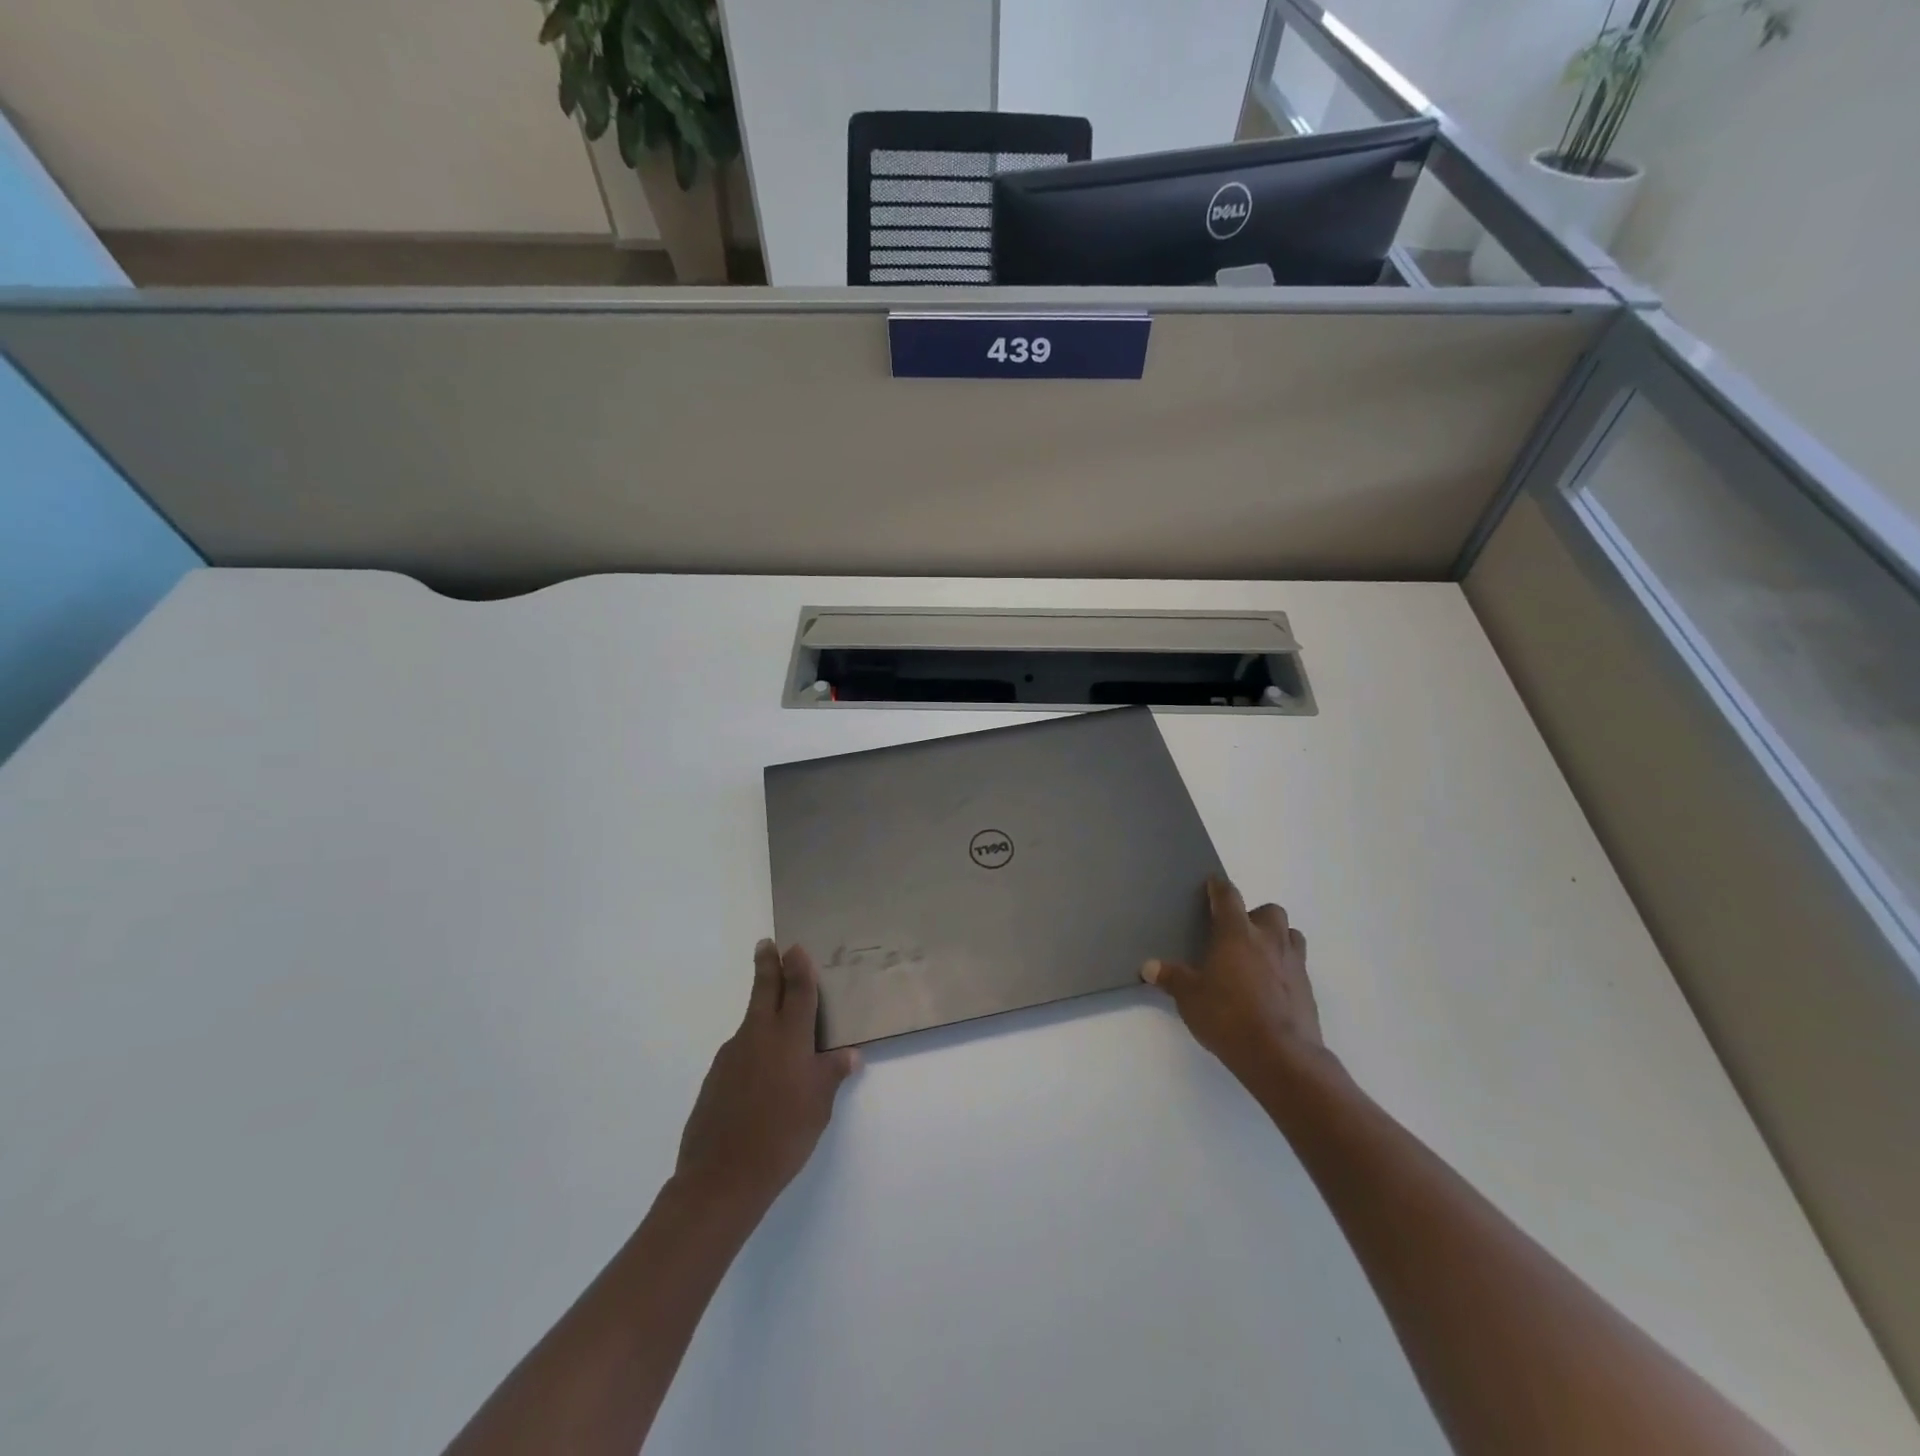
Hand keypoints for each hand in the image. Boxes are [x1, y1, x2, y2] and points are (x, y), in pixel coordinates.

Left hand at [675, 941, 860, 1214]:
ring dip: (761, 1008)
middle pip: (764, 990)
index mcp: (788, 1037)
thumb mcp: (818, 1106)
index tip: (794, 946)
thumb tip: (849, 1054)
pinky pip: (740, 1050)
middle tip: (767, 944)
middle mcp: (758, 1036)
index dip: (797, 966)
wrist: (721, 1178)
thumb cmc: (782, 1136)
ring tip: (776, 1018)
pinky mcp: (715, 1077)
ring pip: (751, 1021)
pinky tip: (760, 1073)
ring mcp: (732, 1055)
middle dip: (767, 965)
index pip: (796, 990)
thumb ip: (832, 1074)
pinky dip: (753, 1046)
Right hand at [1142, 876, 1327, 1087]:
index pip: (1229, 897)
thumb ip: (1171, 978)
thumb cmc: (1229, 1017)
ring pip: (1291, 935)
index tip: (1213, 884)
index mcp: (1236, 934)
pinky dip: (1285, 968)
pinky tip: (1271, 987)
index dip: (1219, 888)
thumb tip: (1148, 967)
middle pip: (1269, 911)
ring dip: (1277, 938)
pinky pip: (1298, 965)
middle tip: (1238, 933)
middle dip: (1255, 916)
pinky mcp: (1308, 989)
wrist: (1281, 1056)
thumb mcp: (1190, 998)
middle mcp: (1269, 940)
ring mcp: (1293, 963)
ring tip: (1259, 956)